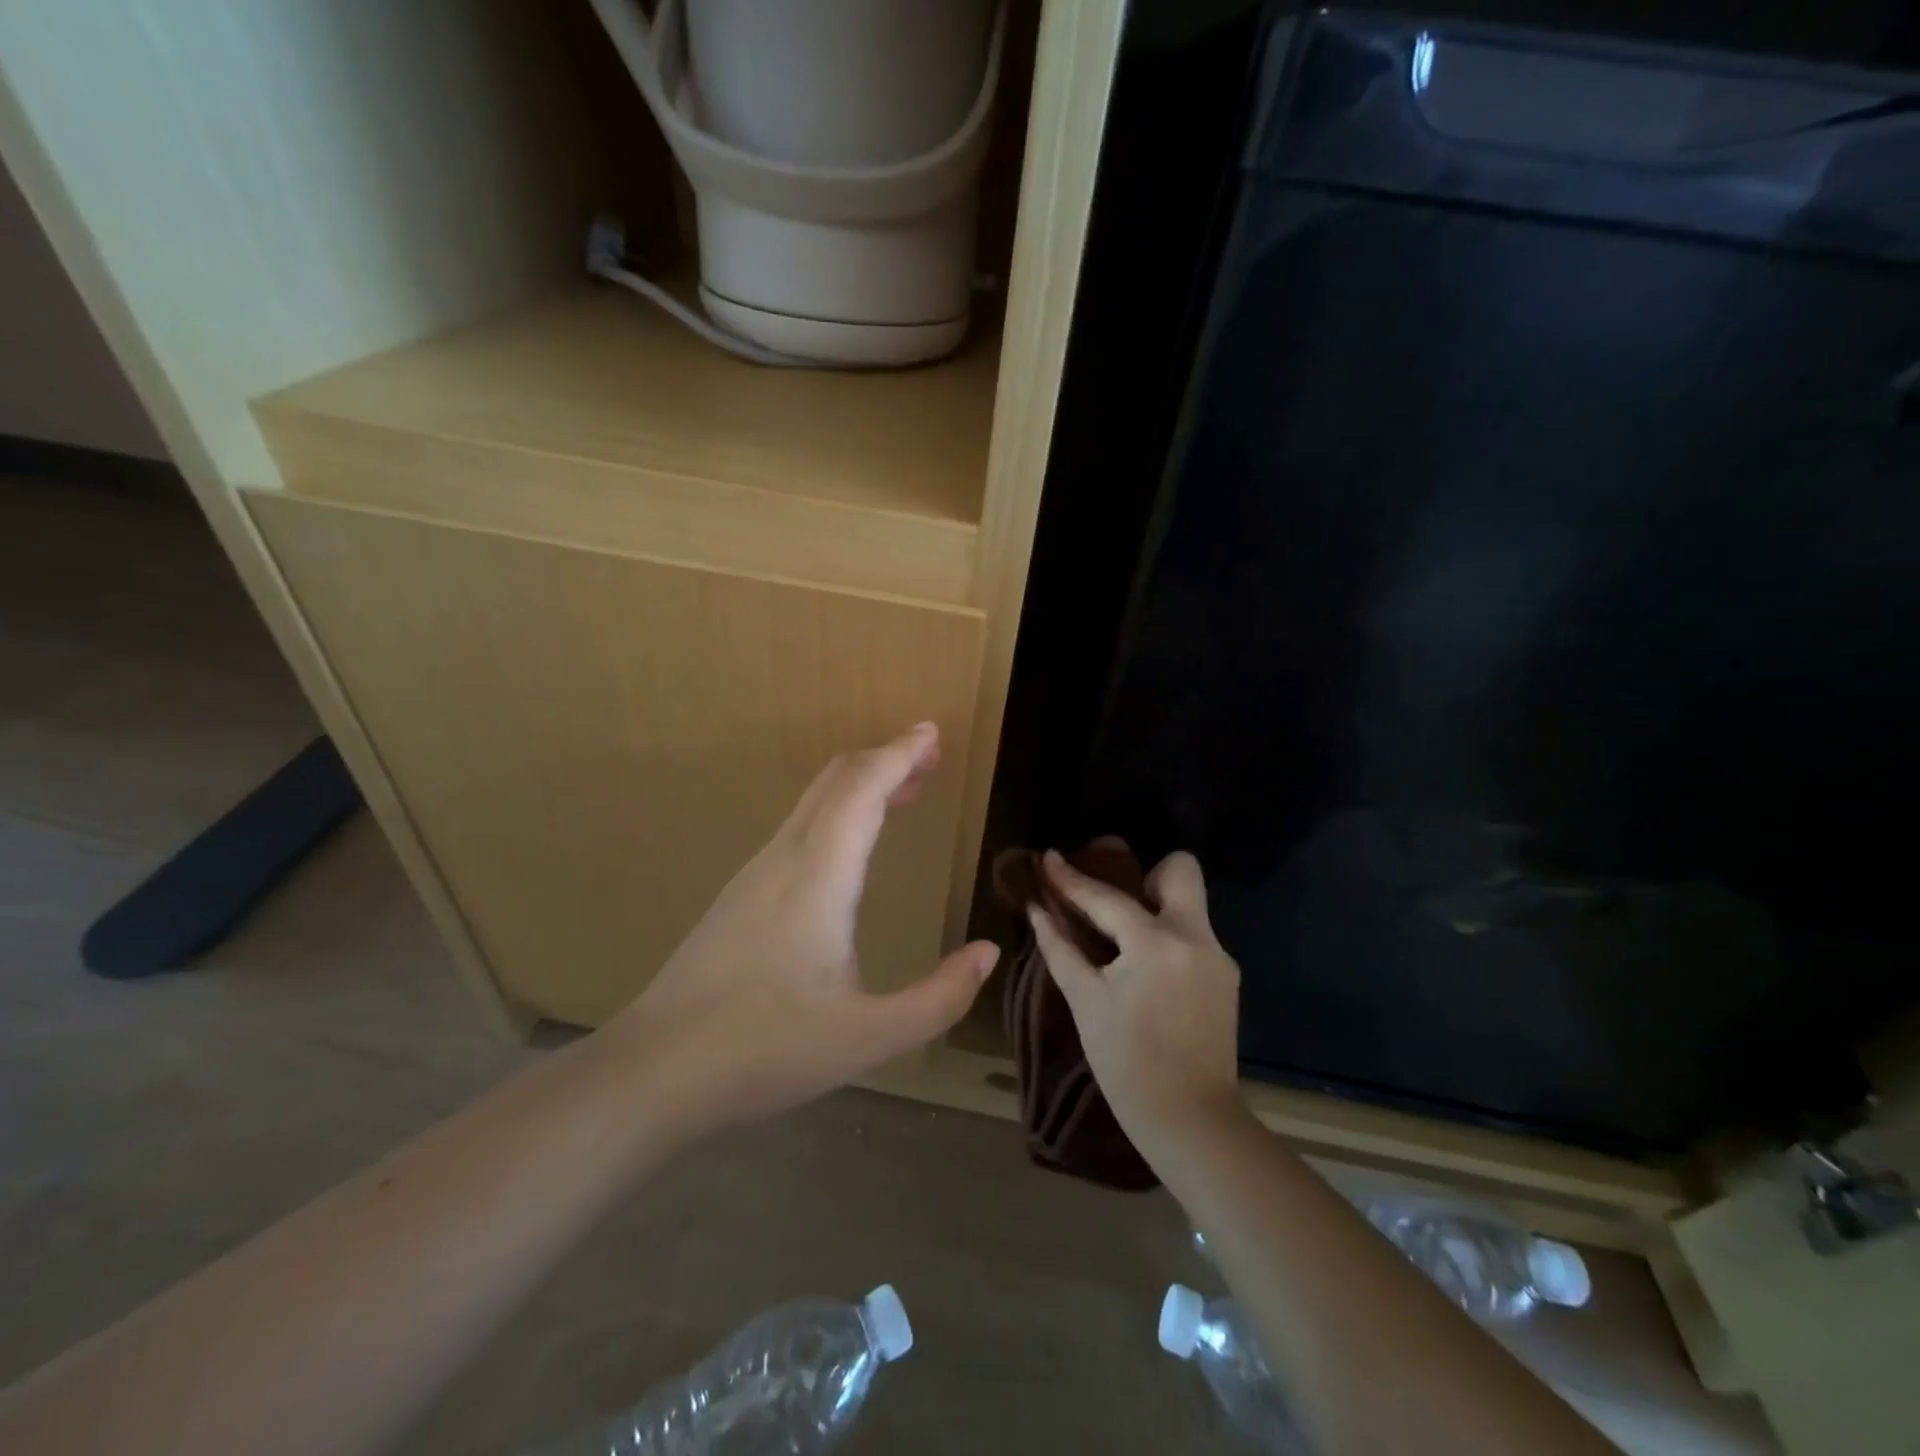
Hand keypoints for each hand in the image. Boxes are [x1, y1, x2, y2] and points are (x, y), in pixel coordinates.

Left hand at [617, 723, 999, 1132]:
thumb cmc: (764, 1048)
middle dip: (885, 759)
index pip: (863, 789)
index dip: (900, 754)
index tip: (931, 733)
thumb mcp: (868, 1036)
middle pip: (836, 781)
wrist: (654, 1070)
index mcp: (819, 875)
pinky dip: (838, 812)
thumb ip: (938, 998)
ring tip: (903, 792)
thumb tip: (987, 953)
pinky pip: (799, 828)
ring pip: (814, 802)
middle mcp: (785, 858)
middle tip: (929, 756)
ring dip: (861, 785)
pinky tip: (851, 846)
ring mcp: (755, 874)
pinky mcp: (741, 895)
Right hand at [1029, 849, 1244, 1153]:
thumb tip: (1037, 909)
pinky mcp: (1226, 977)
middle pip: (1180, 870)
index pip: (1107, 897)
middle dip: (1145, 874)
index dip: (1071, 878)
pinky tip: (1144, 969)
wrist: (1191, 1122)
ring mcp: (1218, 956)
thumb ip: (1060, 948)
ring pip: (1189, 903)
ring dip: (1155, 906)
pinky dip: (1166, 938)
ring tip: (1121, 938)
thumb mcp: (1085, 1002)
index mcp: (1157, 943)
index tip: (1048, 856)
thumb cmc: (1127, 1065)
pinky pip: (1193, 935)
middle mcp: (1196, 937)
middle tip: (1114, 903)